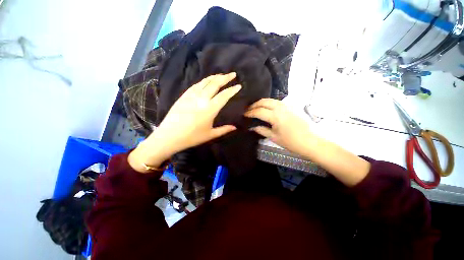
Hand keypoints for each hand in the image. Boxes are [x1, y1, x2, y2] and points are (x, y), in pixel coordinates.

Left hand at [129, 73, 240, 172]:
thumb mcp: (210, 134)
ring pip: (205, 82)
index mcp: (210, 109)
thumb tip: (235, 128)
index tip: (239, 86)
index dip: (232, 90)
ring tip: (221, 75)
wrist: (169, 136)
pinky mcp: (184, 95)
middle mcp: (202, 99)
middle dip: (225, 78)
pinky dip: (204, 81)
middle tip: (233, 74)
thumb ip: (224, 130)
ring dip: (215, 77)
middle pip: (215, 84)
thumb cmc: (192, 137)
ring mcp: (191, 95)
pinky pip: (196, 85)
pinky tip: (207, 81)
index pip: (224, 95)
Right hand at [244, 98, 313, 155]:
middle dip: (254, 105)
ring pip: (270, 100)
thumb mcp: (274, 137)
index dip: (250, 113)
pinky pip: (276, 102)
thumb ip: (261, 130)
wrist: (310, 141)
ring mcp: (286, 106)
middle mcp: (280, 108)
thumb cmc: (291, 142)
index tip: (244, 115)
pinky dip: (269, 103)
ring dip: (261, 103)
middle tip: (248, 110)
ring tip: (255, 108)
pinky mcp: (290, 107)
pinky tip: (266, 109)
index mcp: (275, 116)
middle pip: (264, 101)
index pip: (258, 111)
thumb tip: (252, 127)